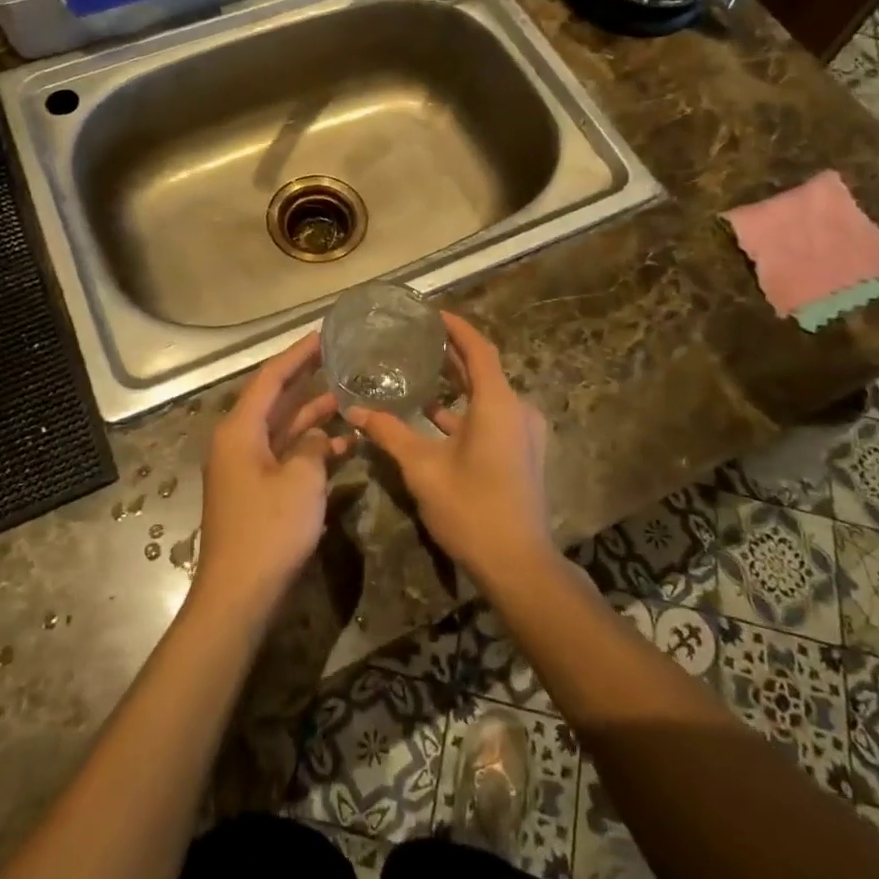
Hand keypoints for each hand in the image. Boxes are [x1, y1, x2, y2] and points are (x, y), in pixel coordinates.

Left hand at [193, 332, 349, 613]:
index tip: (323, 335)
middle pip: (276, 400)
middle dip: (308, 381)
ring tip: (352, 400)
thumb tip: (320, 437)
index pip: (270, 378)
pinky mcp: (258, 493)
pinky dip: (312, 451)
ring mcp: (247, 469)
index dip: (297, 355)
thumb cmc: (269, 530)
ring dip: (316, 418)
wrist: (239, 595)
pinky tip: (345, 448)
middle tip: (341, 359)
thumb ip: (314, 447)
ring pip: (285, 430)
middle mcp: (239, 442)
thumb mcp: (301, 480)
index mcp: (240, 430)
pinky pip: (287, 458)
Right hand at [343, 312, 553, 591]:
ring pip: (487, 396)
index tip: (431, 313)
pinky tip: (433, 417)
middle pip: (483, 370)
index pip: (478, 348)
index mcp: (498, 403)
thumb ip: (390, 433)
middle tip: (417, 340)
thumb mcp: (423, 468)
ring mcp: (523, 433)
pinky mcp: (521, 453)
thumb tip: (355, 410)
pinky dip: (465, 411)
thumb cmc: (471, 507)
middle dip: (452, 354)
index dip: (456, 327)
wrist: (518, 564)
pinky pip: (492, 417)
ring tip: (419, 373)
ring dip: (457, 385)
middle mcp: (517, 410)